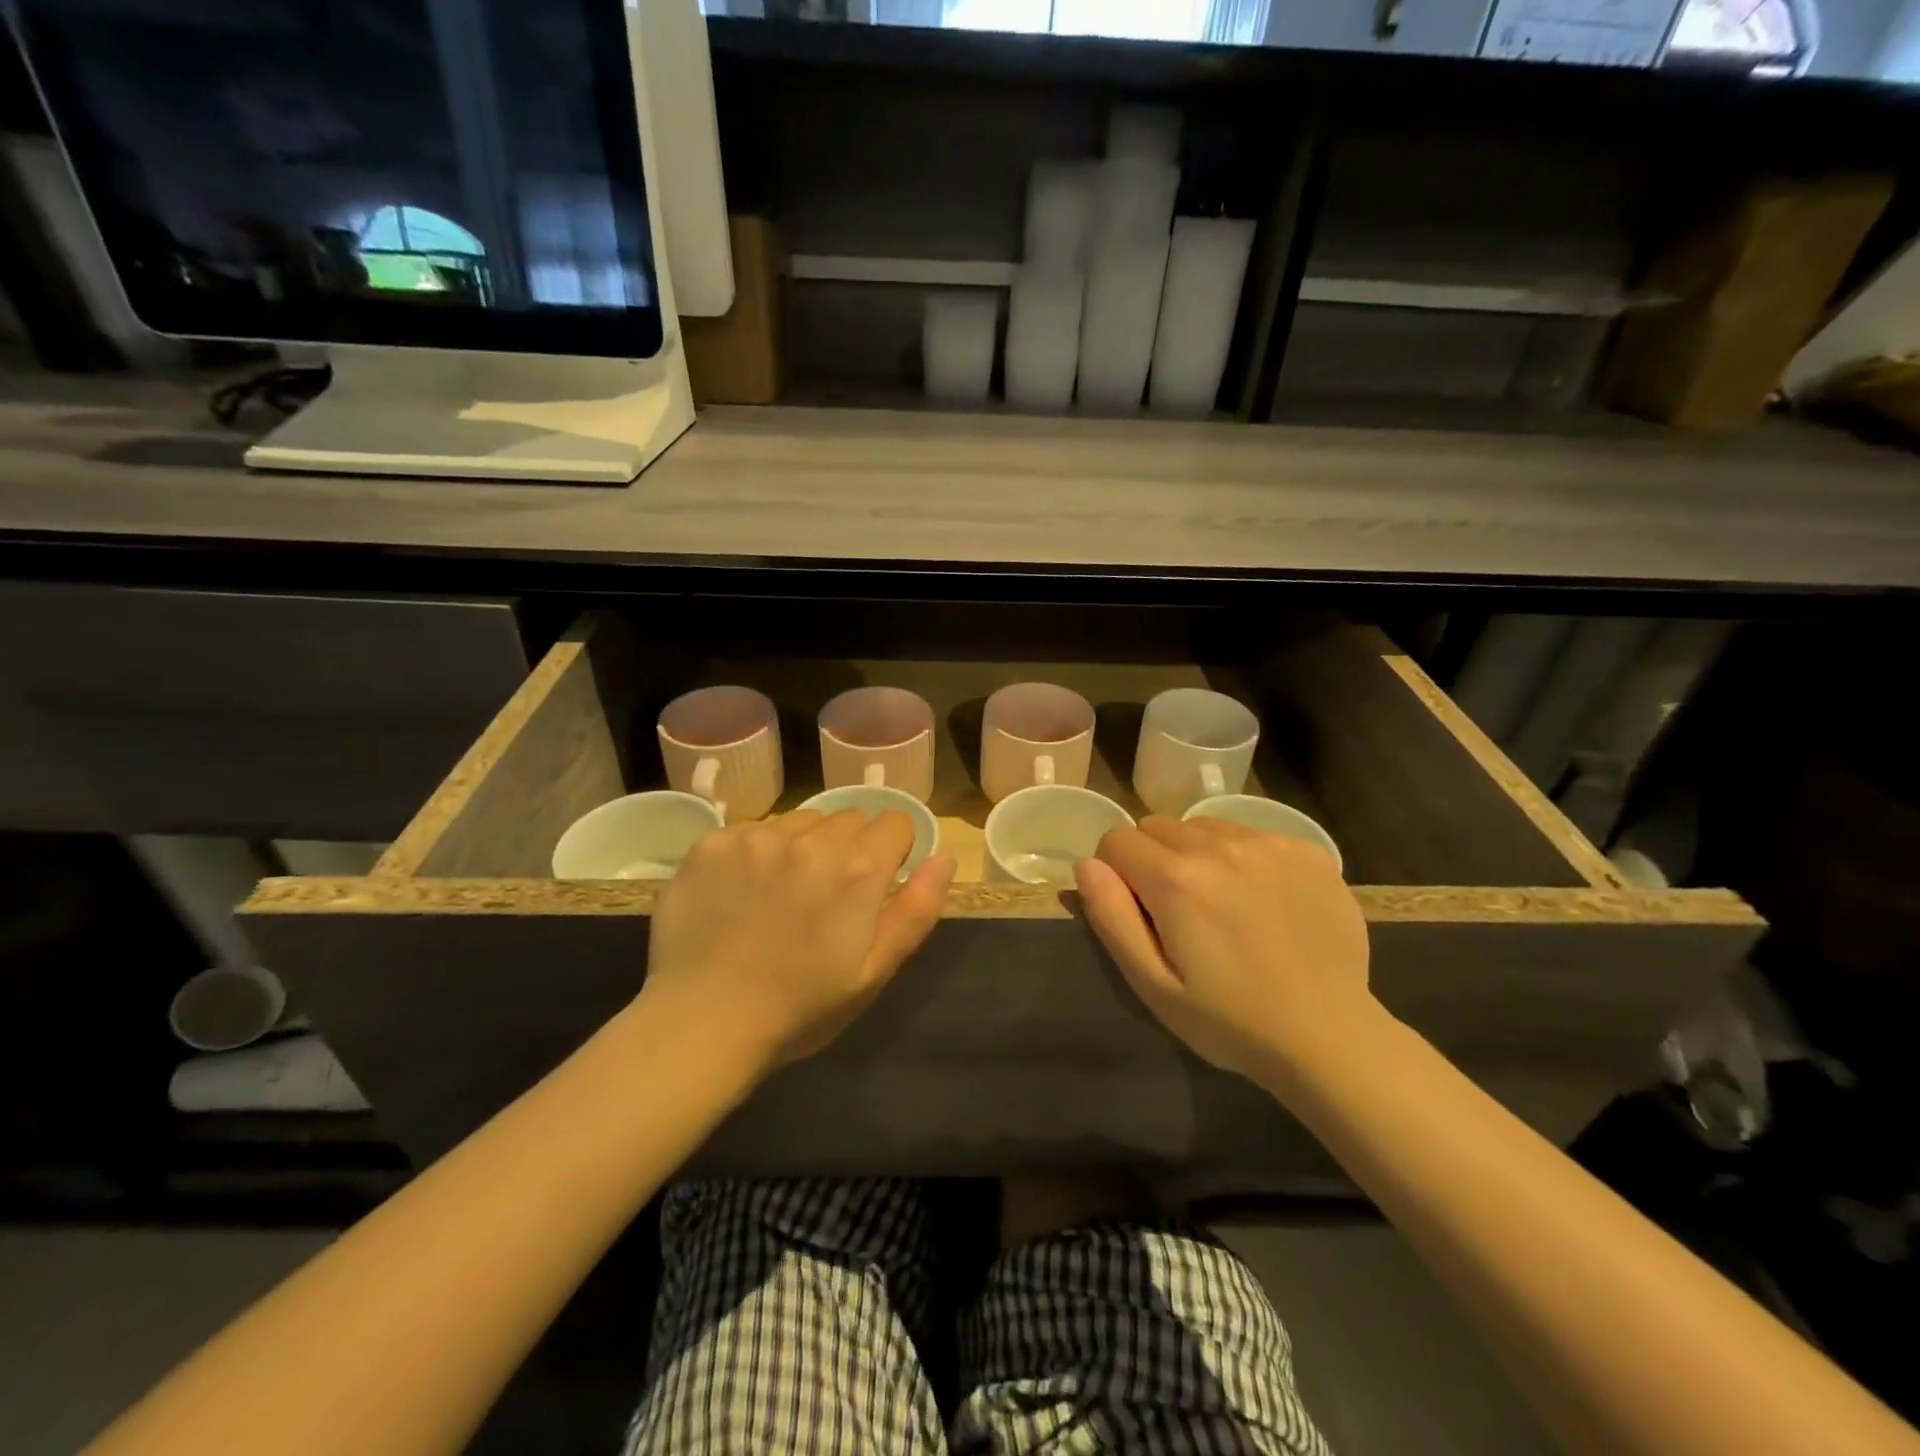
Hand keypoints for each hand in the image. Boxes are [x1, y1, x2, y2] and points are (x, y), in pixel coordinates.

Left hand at [641, 810, 953, 1076]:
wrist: (701, 1024)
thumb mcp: (873, 973)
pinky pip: (753, 830)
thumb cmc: (799, 1009)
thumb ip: (916, 911)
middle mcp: (810, 840)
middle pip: (850, 818)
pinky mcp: (713, 843)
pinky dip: (757, 852)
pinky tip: (741, 893)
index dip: (893, 853)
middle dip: (850, 849)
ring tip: (782, 893)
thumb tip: (945, 858)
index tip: (875, 887)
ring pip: (801, 820)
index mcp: (858, 869)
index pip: (895, 823)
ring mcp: (757, 837)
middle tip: (826, 898)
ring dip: (803, 846)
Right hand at [1075, 817, 1372, 1084]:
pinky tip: (1264, 903)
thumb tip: (1087, 864)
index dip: (1116, 874)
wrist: (1330, 1037)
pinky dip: (1244, 858)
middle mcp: (1220, 845)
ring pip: (1203, 827)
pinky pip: (1252, 835)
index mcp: (1176, 879)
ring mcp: (1269, 843)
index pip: (1115, 841)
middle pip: (1157, 826)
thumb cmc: (1230, 1020)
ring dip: (1197, 854)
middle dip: (1153, 860)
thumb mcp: (1153, 985)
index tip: (1138, 912)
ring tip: (1222, 904)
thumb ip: (1112, 917)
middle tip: (1179, 912)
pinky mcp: (1307, 850)